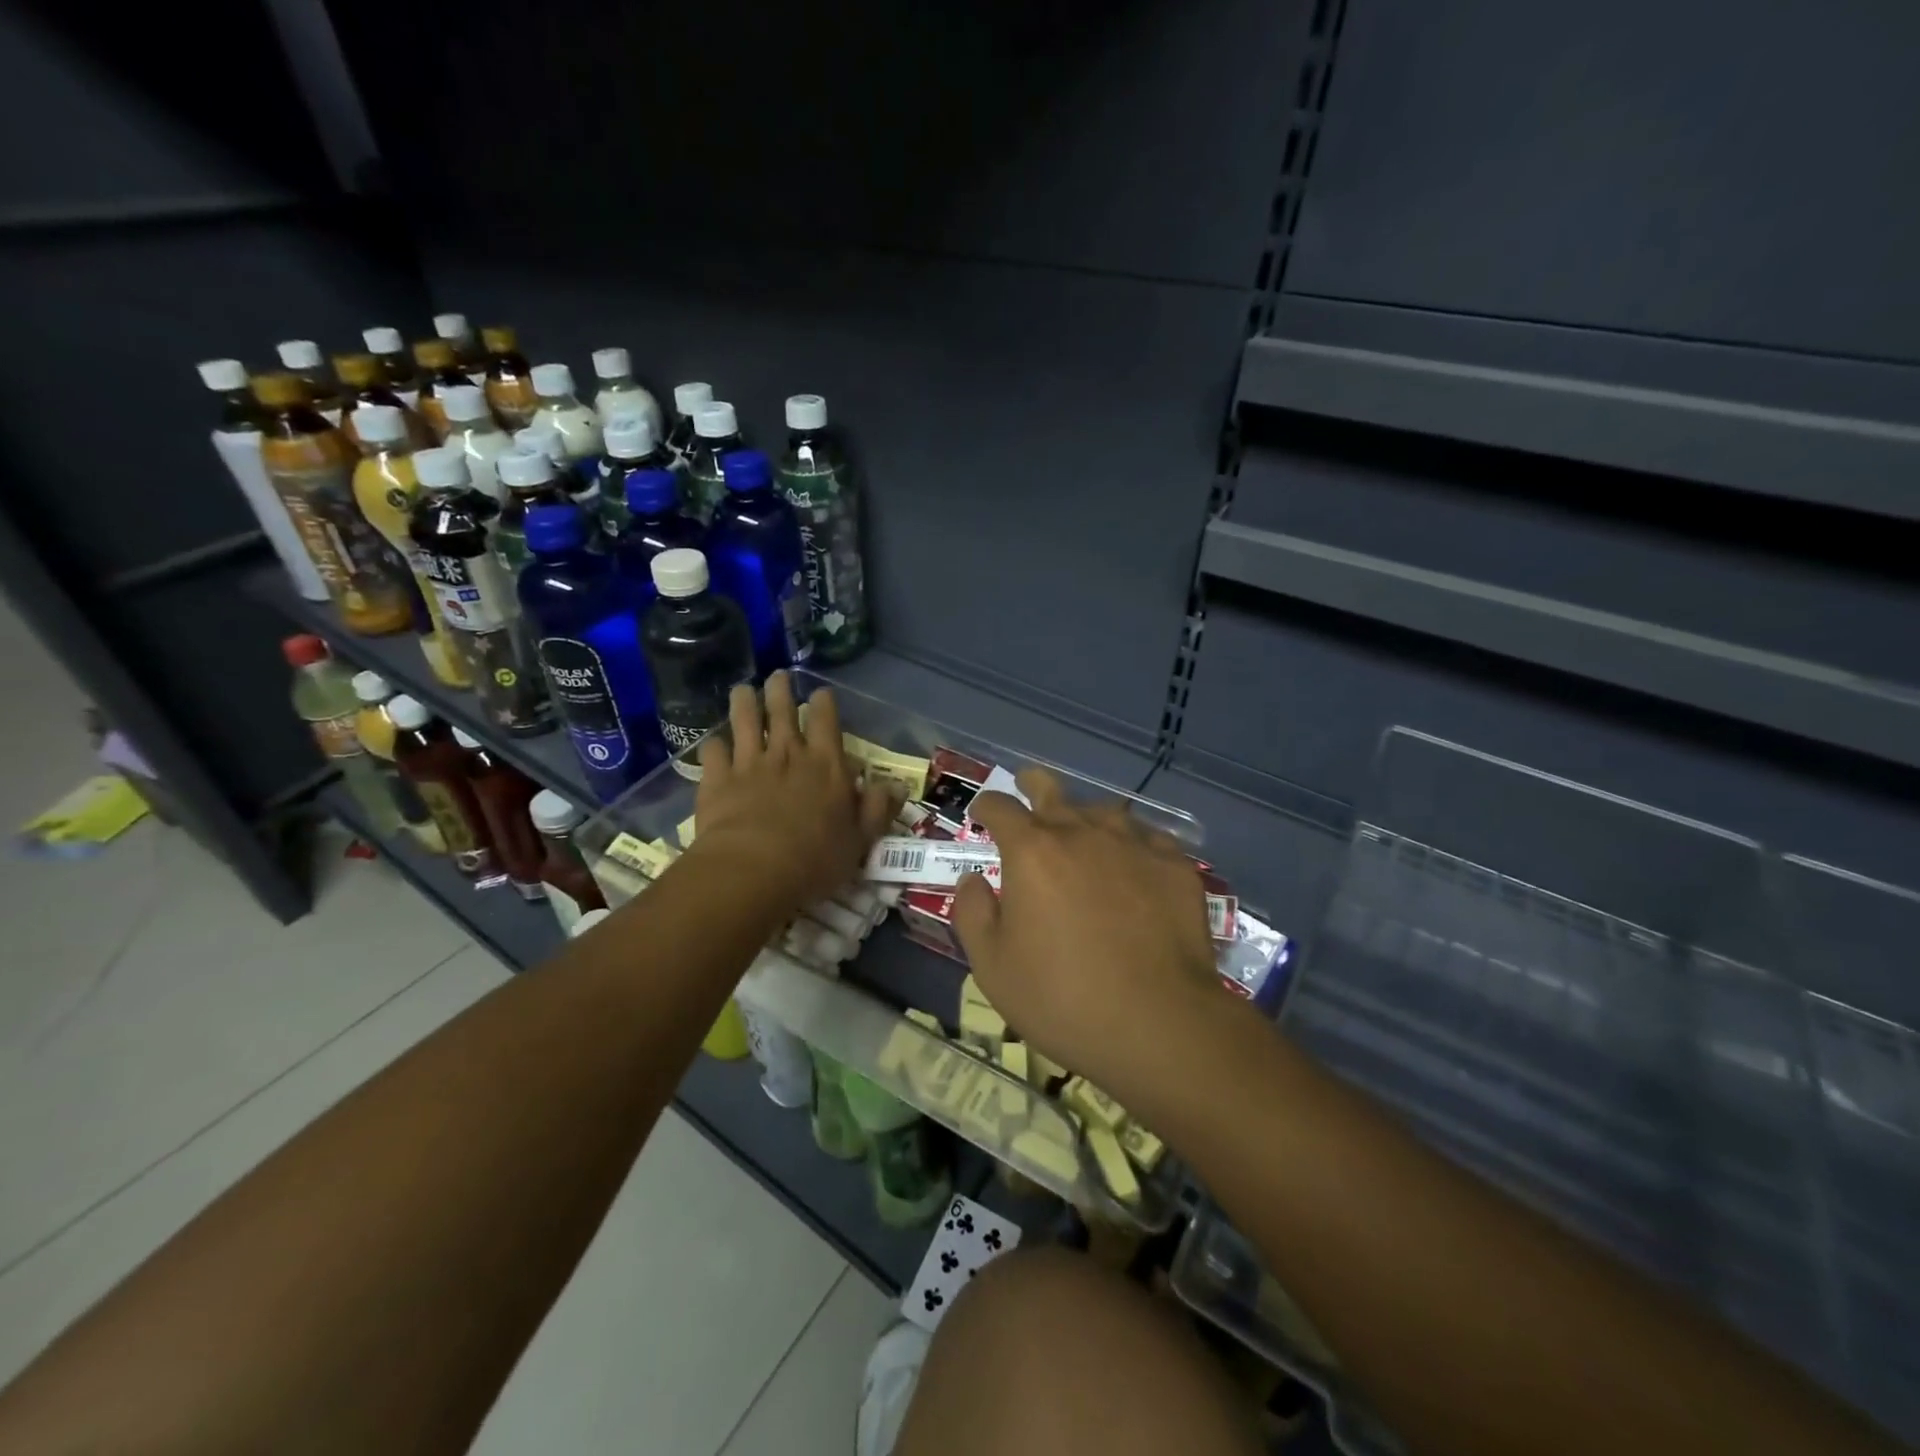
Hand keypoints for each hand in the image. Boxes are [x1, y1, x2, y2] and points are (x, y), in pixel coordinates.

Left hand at [690, 673, 896, 913]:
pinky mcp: (717, 780)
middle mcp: (787, 754)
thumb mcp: (861, 839)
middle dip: (780, 690)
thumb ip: (878, 809)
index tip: (820, 693)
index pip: (825, 720)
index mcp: (825, 764)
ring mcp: (749, 763)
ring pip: (744, 721)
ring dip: (744, 703)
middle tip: (778, 676)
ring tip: (742, 690)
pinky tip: (714, 744)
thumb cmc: (816, 858)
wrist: (754, 871)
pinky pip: (714, 752)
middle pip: (782, 710)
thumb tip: (898, 786)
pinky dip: (714, 745)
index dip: (823, 702)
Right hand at [950, 768, 1227, 1113]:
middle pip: (1052, 789)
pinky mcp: (1175, 865)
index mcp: (1031, 851)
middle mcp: (1081, 832)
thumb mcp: (992, 966)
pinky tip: (1135, 866)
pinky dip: (1132, 845)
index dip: (986, 807)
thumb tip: (975, 880)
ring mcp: (1134, 844)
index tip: (981, 814)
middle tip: (1027, 786)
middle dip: (1032, 784)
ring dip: (1084, 818)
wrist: (1158, 1023)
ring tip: (1084, 835)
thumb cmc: (1062, 998)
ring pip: (1103, 812)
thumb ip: (973, 912)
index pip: (1000, 807)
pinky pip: (1147, 839)